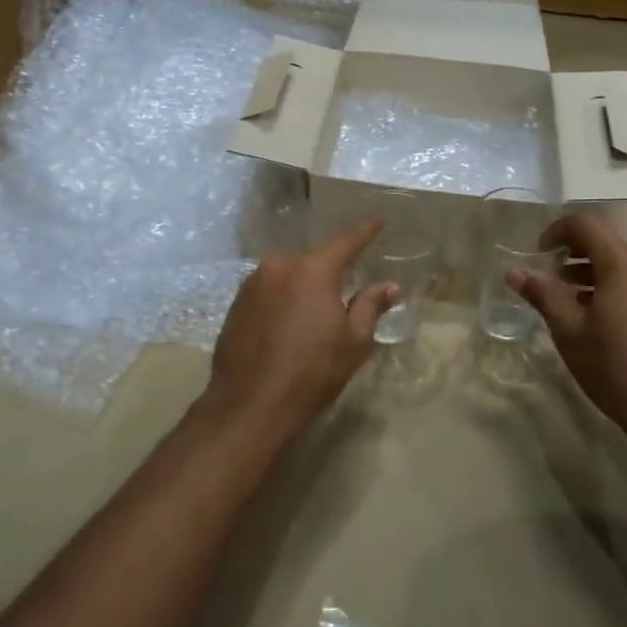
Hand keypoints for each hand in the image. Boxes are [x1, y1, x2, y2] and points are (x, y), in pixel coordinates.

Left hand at [199, 221, 397, 441]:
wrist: (250, 405)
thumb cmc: (312, 372)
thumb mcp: (353, 342)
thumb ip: (371, 306)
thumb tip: (391, 285)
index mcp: (312, 270)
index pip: (345, 242)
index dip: (364, 232)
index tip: (377, 221)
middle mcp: (279, 267)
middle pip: (312, 261)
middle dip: (328, 270)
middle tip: (343, 287)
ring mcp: (252, 284)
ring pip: (286, 275)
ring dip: (301, 286)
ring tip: (313, 312)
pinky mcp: (235, 305)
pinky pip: (267, 292)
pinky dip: (281, 300)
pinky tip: (286, 325)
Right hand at [508, 213, 626, 447]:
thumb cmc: (617, 370)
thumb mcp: (570, 332)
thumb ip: (543, 295)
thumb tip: (515, 272)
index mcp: (624, 265)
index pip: (586, 224)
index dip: (557, 231)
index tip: (540, 255)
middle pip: (607, 244)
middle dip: (573, 256)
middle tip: (551, 282)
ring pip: (625, 266)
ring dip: (594, 274)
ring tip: (572, 305)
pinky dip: (616, 289)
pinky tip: (603, 323)